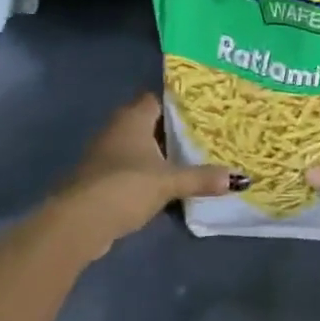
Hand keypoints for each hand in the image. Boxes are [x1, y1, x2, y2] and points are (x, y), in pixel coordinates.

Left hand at [47, 93, 236, 263]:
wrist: (80, 222)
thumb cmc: (126, 186)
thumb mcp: (169, 182)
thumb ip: (201, 178)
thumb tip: (239, 178)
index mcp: (133, 117)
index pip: (158, 98)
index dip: (179, 103)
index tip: (203, 110)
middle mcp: (116, 128)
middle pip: (150, 122)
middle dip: (173, 130)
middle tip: (204, 135)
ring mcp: (105, 154)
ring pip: (139, 146)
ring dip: (159, 153)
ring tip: (191, 159)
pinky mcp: (100, 178)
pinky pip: (131, 167)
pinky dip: (147, 173)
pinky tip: (165, 184)